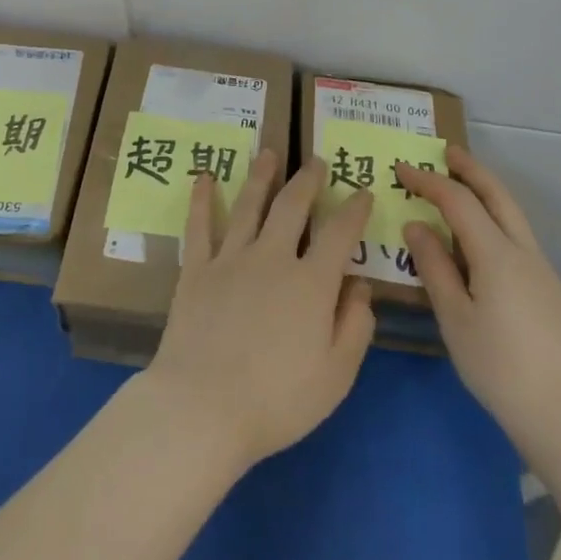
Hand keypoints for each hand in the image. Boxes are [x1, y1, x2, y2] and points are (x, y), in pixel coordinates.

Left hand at [143, 153, 376, 471]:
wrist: (203, 406)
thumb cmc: (277, 400)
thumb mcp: (335, 375)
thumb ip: (354, 326)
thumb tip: (360, 285)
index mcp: (310, 283)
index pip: (340, 235)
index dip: (355, 210)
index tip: (363, 192)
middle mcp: (272, 258)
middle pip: (293, 207)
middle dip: (308, 180)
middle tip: (316, 161)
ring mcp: (230, 259)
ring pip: (249, 205)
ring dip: (261, 176)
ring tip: (268, 153)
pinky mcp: (196, 269)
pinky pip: (200, 226)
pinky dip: (202, 199)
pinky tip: (205, 177)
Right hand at [398, 148, 560, 471]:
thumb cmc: (501, 368)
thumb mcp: (455, 318)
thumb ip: (434, 266)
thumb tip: (417, 225)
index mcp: (496, 253)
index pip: (458, 200)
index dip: (428, 180)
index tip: (400, 168)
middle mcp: (523, 251)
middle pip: (496, 195)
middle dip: (470, 169)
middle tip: (444, 152)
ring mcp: (540, 271)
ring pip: (511, 214)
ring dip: (485, 191)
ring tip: (458, 186)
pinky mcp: (547, 291)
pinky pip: (515, 236)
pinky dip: (493, 218)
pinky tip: (477, 238)